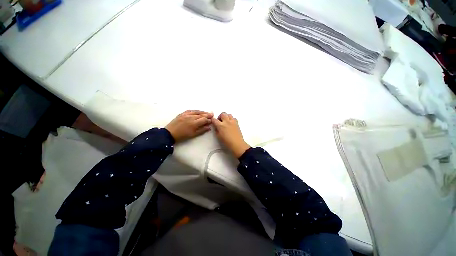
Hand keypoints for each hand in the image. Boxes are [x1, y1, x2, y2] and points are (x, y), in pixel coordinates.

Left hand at [165, 110, 212, 142]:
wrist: (170, 133)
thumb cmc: (182, 136)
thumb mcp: (193, 135)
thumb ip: (202, 130)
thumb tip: (209, 127)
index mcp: (194, 123)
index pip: (204, 119)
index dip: (209, 120)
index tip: (212, 120)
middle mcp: (191, 117)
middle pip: (201, 115)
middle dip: (207, 115)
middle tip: (212, 114)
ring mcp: (186, 114)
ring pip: (197, 112)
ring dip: (203, 112)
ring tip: (207, 112)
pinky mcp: (182, 113)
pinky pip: (191, 110)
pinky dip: (196, 110)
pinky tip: (198, 111)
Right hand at [212, 112, 250, 157]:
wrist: (237, 144)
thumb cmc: (227, 142)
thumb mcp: (218, 136)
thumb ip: (216, 130)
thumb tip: (216, 127)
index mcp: (221, 125)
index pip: (214, 119)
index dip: (213, 120)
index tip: (213, 122)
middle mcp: (226, 122)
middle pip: (223, 114)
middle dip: (220, 116)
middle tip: (220, 121)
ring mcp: (232, 122)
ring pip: (229, 114)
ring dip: (226, 117)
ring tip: (226, 121)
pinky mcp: (237, 123)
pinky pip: (234, 118)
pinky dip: (231, 119)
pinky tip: (231, 124)